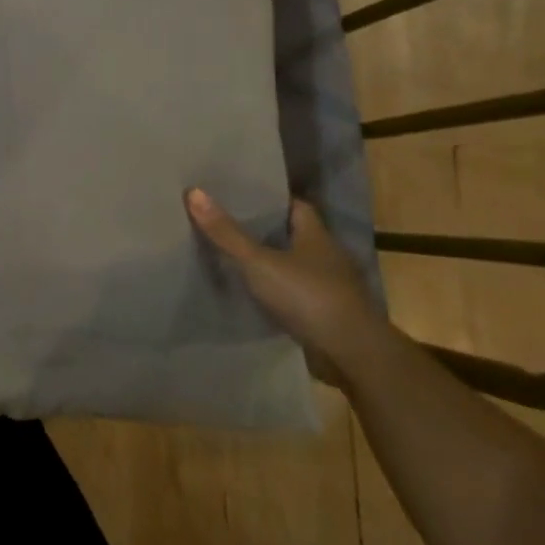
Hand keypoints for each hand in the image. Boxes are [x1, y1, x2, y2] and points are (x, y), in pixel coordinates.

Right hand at [185, 190, 396, 386]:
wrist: (351, 353)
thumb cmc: (308, 296)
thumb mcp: (259, 262)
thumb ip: (226, 232)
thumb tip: (193, 191)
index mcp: (317, 236)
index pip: (296, 206)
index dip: (271, 199)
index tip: (241, 196)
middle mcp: (327, 257)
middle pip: (293, 234)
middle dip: (265, 230)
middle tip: (227, 223)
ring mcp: (329, 287)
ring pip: (294, 265)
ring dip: (271, 262)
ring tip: (233, 257)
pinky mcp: (325, 313)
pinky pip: (295, 293)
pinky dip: (277, 291)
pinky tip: (254, 293)